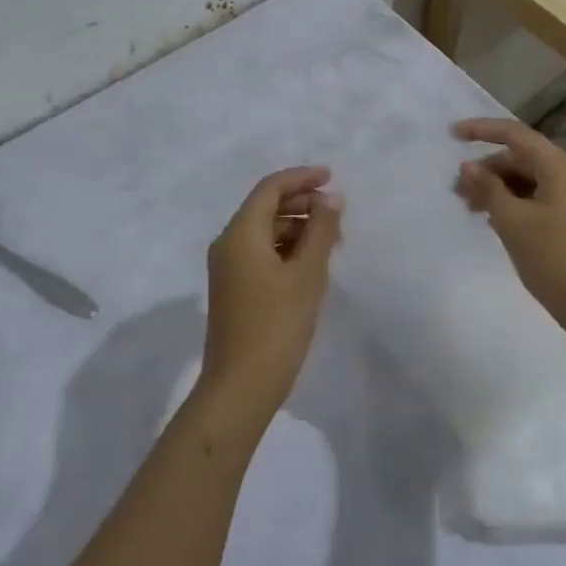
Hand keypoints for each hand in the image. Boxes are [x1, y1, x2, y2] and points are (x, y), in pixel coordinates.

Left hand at [200, 167, 341, 417]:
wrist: (240, 388)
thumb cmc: (276, 326)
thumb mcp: (307, 275)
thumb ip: (321, 231)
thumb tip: (332, 198)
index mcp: (240, 233)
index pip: (270, 188)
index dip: (301, 178)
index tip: (332, 177)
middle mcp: (228, 243)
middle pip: (266, 207)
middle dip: (302, 204)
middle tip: (338, 214)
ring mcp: (228, 267)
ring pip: (265, 231)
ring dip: (297, 228)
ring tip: (332, 240)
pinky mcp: (234, 288)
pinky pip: (261, 252)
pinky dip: (287, 249)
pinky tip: (312, 263)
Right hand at [453, 119, 565, 339]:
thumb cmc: (554, 258)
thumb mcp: (512, 221)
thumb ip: (487, 188)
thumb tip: (467, 166)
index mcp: (557, 166)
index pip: (514, 134)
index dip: (481, 129)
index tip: (452, 135)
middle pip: (520, 157)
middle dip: (486, 168)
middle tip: (457, 190)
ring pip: (527, 180)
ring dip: (497, 188)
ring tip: (470, 208)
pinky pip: (537, 198)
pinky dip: (512, 203)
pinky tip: (494, 221)